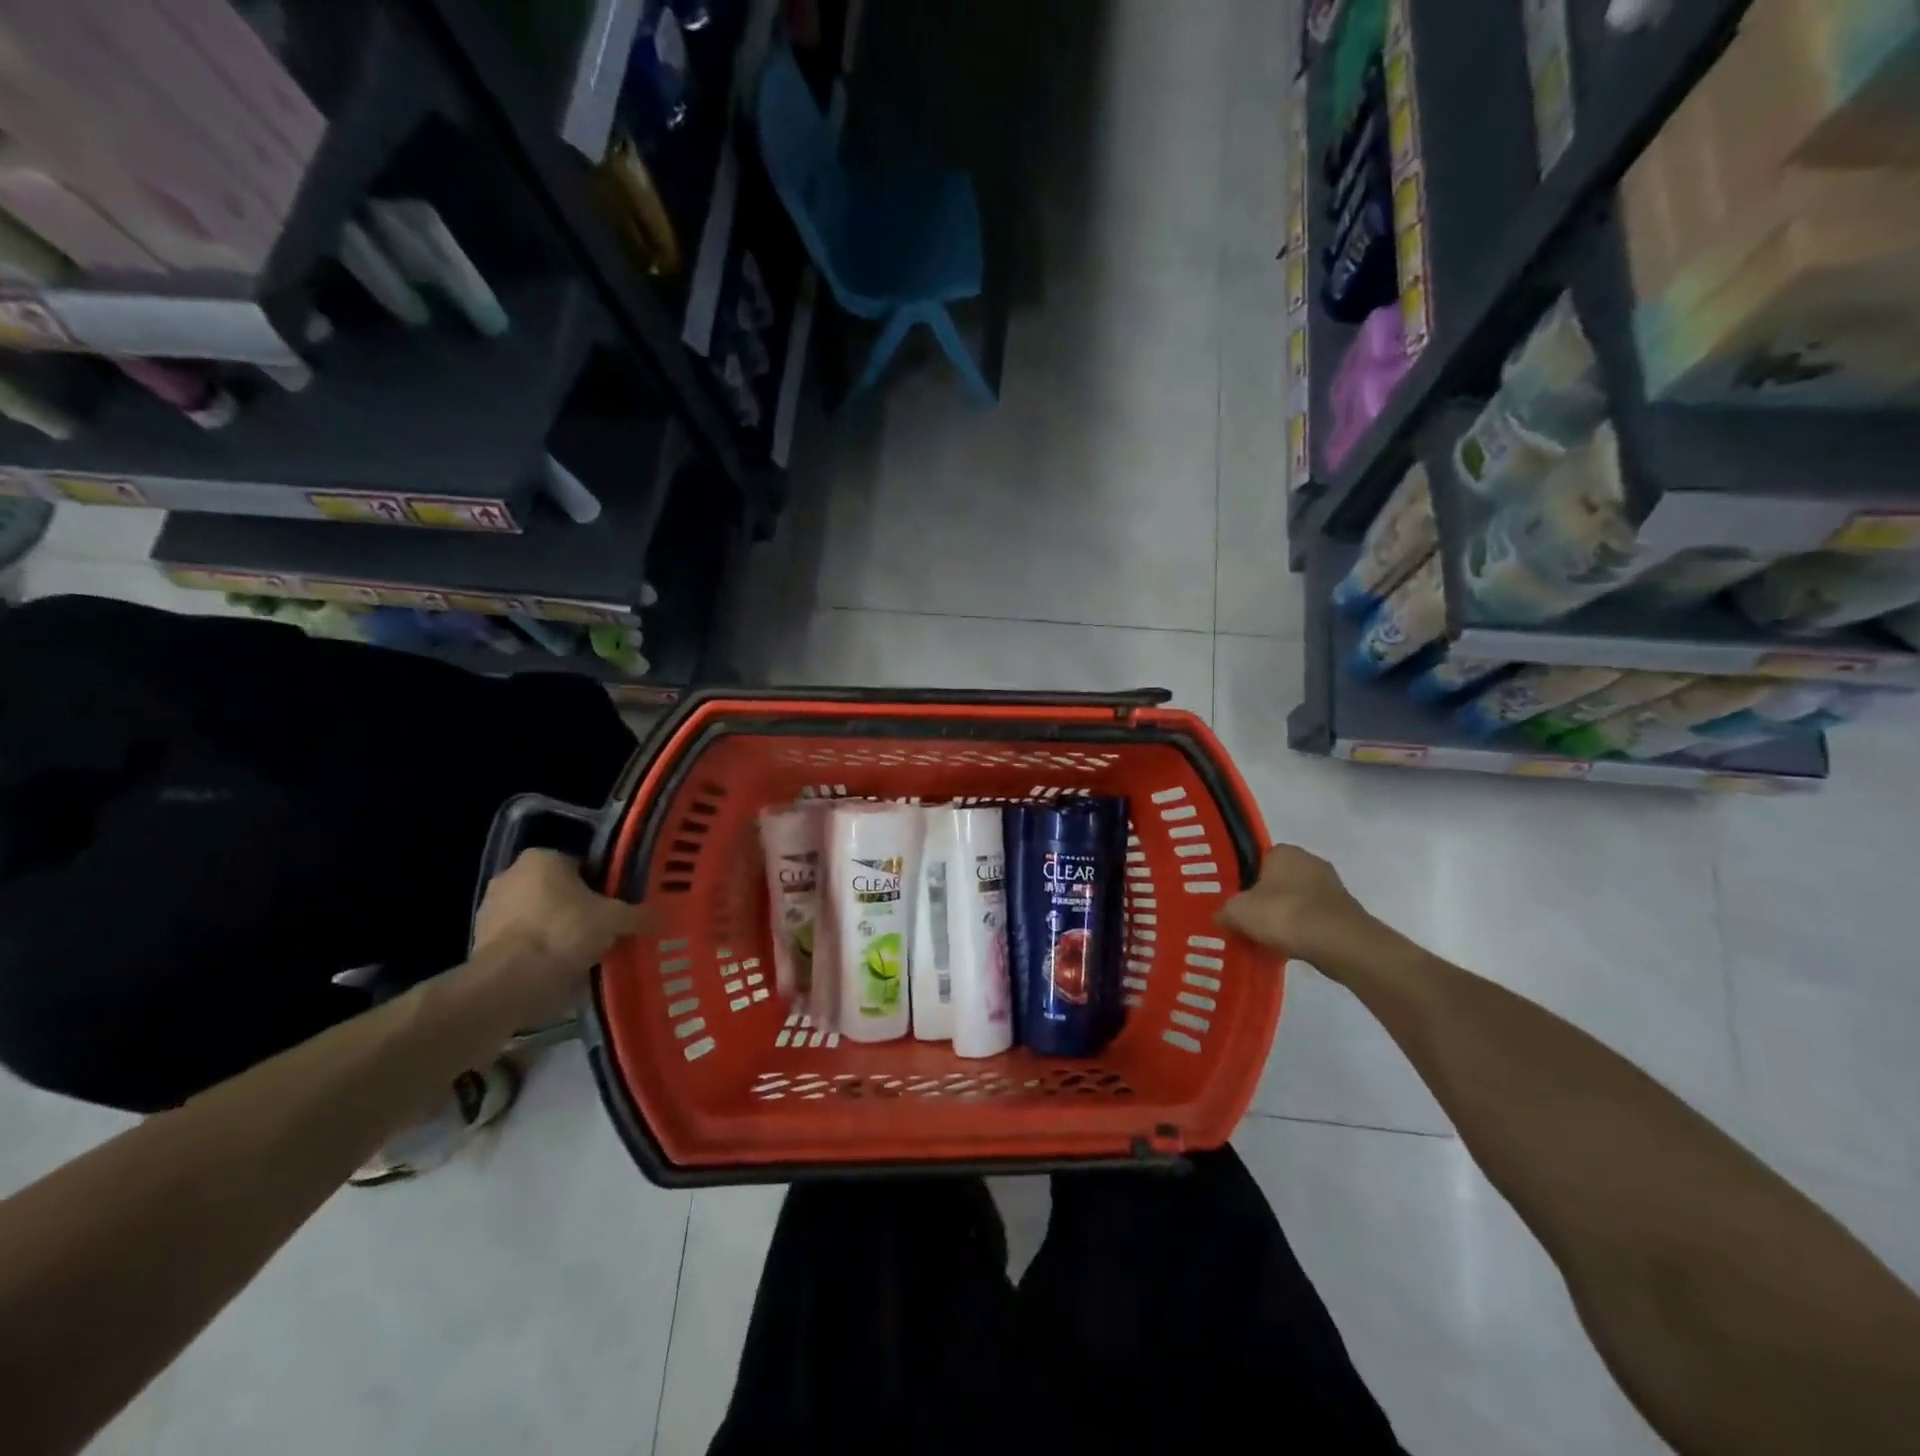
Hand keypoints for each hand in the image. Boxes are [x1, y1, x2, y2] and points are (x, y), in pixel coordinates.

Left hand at [468, 849, 651, 1025]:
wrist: (509, 982)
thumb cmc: (564, 933)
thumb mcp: (615, 921)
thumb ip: (639, 915)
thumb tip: (663, 916)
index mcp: (543, 858)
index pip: (583, 865)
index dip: (604, 886)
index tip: (617, 907)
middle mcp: (511, 874)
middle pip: (559, 890)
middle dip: (579, 908)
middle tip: (604, 930)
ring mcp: (490, 908)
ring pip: (539, 915)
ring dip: (557, 930)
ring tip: (584, 954)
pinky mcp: (479, 942)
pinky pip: (522, 941)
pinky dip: (538, 951)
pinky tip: (559, 969)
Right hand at [1216, 844, 1377, 975]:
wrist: (1339, 943)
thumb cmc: (1284, 914)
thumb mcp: (1239, 912)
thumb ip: (1225, 911)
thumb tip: (1221, 916)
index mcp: (1284, 851)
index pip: (1258, 860)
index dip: (1245, 880)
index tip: (1237, 901)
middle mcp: (1310, 860)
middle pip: (1278, 881)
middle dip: (1265, 899)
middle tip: (1249, 920)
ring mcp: (1331, 886)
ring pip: (1297, 900)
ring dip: (1285, 916)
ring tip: (1268, 937)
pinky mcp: (1345, 911)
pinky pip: (1314, 918)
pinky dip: (1303, 930)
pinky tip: (1291, 946)